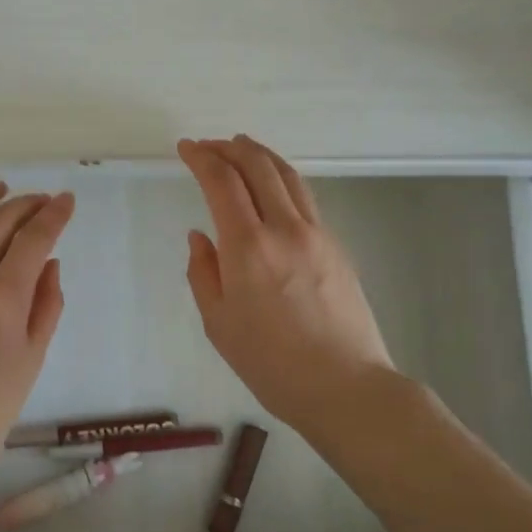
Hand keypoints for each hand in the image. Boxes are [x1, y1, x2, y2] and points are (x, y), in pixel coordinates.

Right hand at [178, 136, 393, 428]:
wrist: (346, 386)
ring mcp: (316, 233)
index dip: (201, 158)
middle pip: (257, 166)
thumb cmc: (271, 364)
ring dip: (260, 154)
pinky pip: (304, 196)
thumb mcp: (219, 324)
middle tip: (208, 144)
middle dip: (229, 147)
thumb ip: (203, 273)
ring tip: (241, 146)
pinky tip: (272, 185)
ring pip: (287, 175)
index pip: (221, 182)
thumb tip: (201, 237)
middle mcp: (284, 228)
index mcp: (248, 247)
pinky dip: (281, 177)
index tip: (186, 148)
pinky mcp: (336, 244)